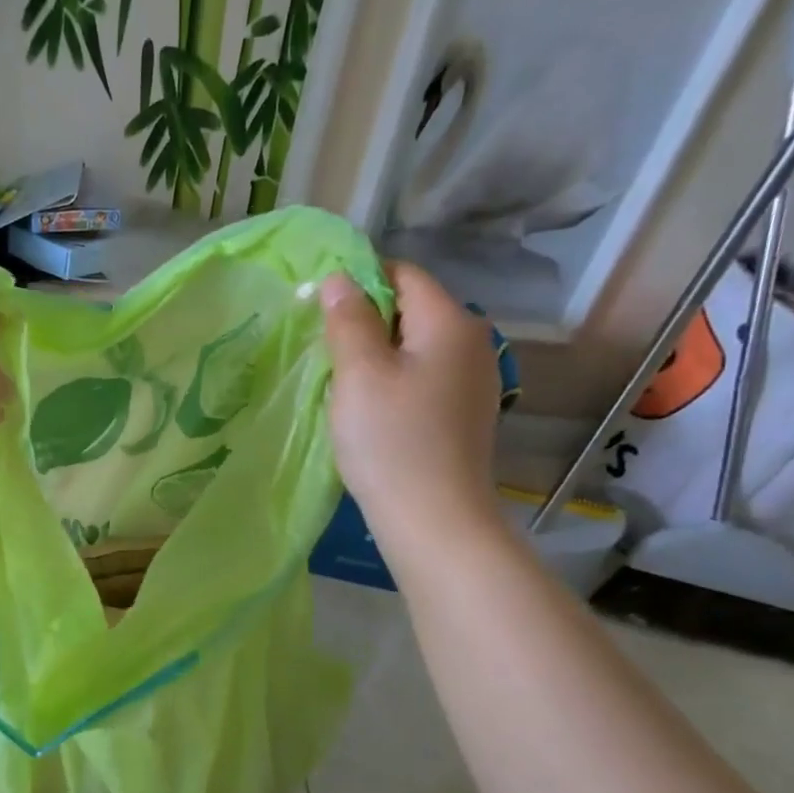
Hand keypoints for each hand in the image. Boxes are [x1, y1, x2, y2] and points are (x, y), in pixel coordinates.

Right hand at [320, 263, 502, 560]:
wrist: (434, 519)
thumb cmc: (391, 439)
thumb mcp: (359, 372)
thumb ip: (348, 319)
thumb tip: (340, 278)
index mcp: (450, 321)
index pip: (403, 274)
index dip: (359, 281)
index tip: (320, 311)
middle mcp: (472, 342)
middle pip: (411, 309)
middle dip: (365, 320)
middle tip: (324, 350)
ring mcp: (473, 380)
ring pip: (414, 346)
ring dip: (376, 354)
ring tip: (342, 382)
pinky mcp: (464, 413)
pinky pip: (422, 377)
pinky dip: (393, 380)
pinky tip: (370, 409)